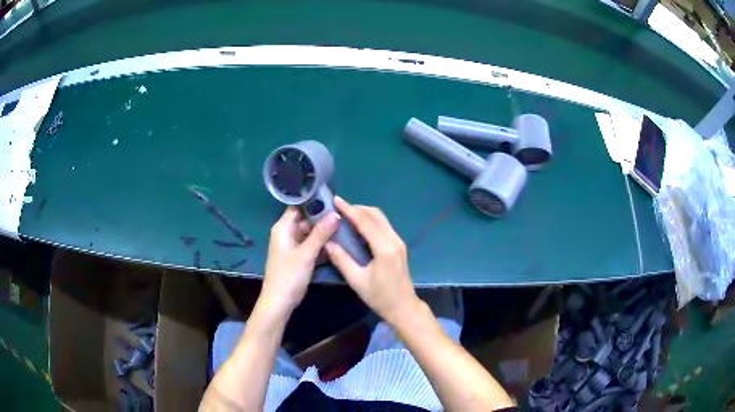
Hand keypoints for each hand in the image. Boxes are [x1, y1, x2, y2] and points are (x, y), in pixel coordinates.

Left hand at [260, 207, 338, 314]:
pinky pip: (311, 245)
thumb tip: (336, 214)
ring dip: (324, 231)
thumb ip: (321, 233)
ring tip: (344, 226)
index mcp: (283, 228)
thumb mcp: (306, 253)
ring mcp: (292, 246)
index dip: (314, 202)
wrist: (279, 302)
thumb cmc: (289, 275)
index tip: (333, 199)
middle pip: (306, 219)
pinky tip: (337, 243)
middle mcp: (286, 233)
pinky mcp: (298, 257)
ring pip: (310, 233)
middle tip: (343, 214)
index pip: (298, 206)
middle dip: (322, 217)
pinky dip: (321, 244)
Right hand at [325, 197, 418, 323]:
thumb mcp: (357, 281)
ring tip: (346, 215)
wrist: (403, 307)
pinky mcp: (399, 245)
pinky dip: (370, 221)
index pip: (365, 222)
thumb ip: (342, 260)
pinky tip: (358, 227)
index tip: (335, 200)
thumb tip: (327, 243)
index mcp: (384, 248)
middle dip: (356, 208)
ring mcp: (399, 241)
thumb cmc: (380, 297)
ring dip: (364, 213)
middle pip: (375, 215)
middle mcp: (394, 240)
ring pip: (381, 218)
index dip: (349, 210)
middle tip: (338, 209)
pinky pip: (384, 226)